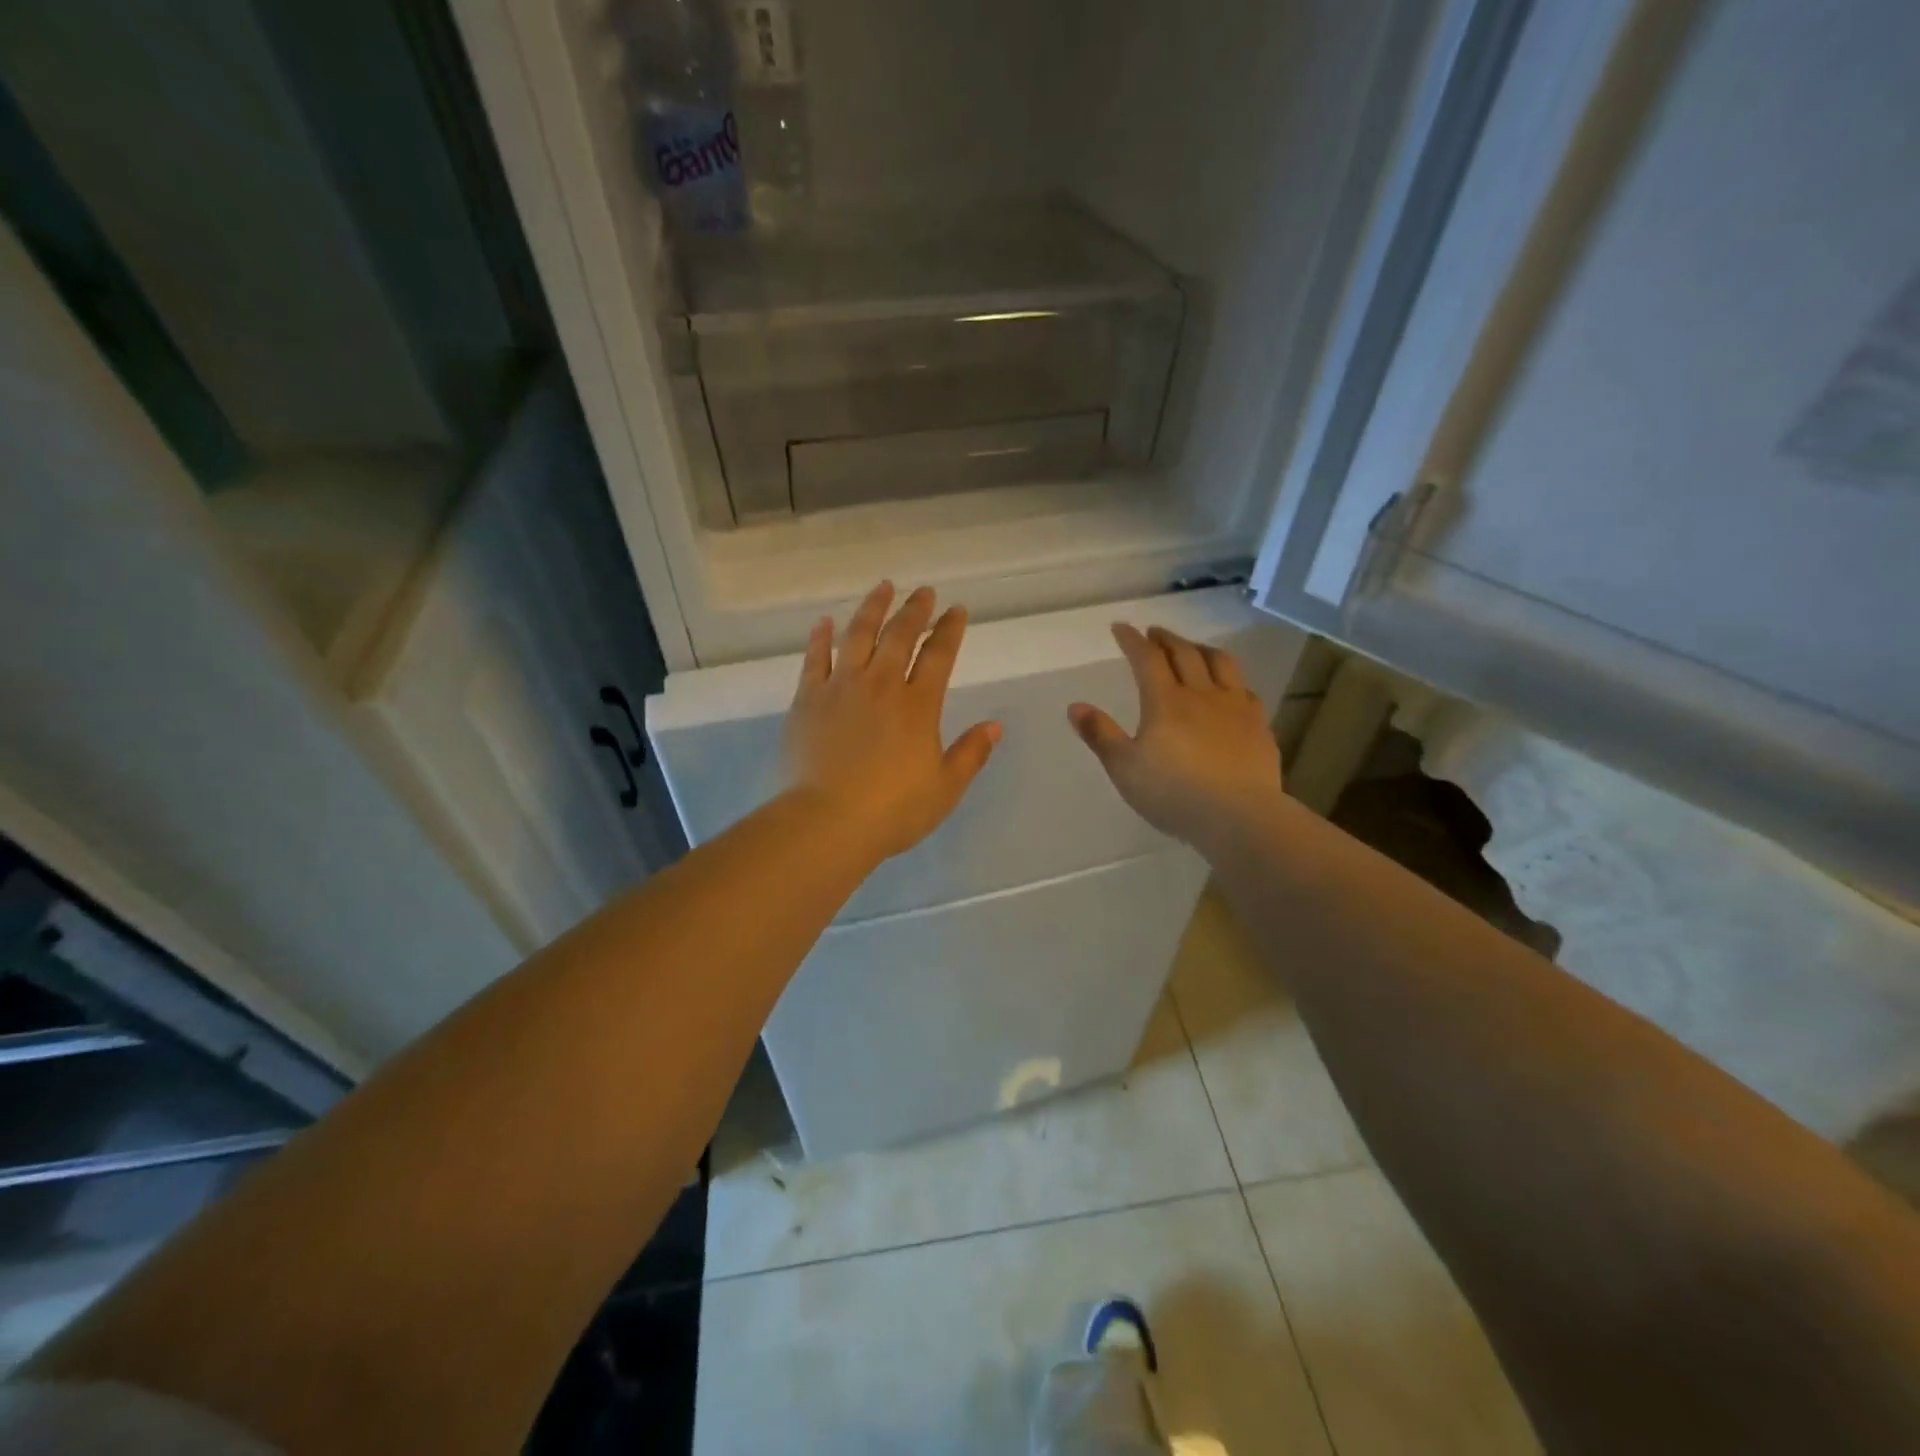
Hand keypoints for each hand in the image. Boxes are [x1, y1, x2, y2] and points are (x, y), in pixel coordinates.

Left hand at [785, 581, 1001, 861]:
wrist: (826, 821)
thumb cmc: (892, 810)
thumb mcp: (944, 788)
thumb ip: (971, 754)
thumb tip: (995, 725)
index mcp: (918, 705)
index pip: (939, 655)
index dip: (949, 630)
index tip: (956, 610)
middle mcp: (881, 685)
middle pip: (900, 636)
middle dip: (915, 610)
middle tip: (923, 592)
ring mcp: (840, 688)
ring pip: (858, 635)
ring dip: (872, 608)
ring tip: (883, 588)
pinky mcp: (808, 699)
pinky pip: (815, 658)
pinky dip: (821, 637)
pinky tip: (825, 621)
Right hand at [1068, 625, 1283, 853]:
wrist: (1238, 815)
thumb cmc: (1173, 793)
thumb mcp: (1125, 768)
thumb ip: (1100, 735)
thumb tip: (1075, 706)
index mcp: (1165, 702)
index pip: (1147, 659)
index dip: (1133, 640)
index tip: (1121, 627)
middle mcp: (1201, 694)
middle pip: (1184, 654)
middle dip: (1166, 639)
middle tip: (1154, 633)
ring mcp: (1235, 707)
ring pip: (1220, 663)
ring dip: (1201, 649)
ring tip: (1192, 648)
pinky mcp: (1258, 725)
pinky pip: (1245, 689)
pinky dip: (1231, 679)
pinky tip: (1229, 687)